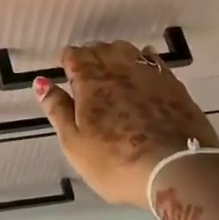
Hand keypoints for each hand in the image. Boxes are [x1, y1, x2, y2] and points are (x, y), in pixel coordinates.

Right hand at [35, 39, 218, 206]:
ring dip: (116, 55)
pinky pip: (154, 61)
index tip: (65, 72)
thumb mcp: (75, 143)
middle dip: (90, 56)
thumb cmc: (116, 162)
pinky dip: (143, 60)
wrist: (178, 170)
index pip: (74, 55)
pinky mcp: (174, 86)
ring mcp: (149, 75)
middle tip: (86, 74)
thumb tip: (40, 81)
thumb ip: (57, 109)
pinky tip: (142, 69)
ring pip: (128, 50)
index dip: (67, 61)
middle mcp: (119, 69)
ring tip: (112, 70)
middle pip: (101, 49)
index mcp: (90, 80)